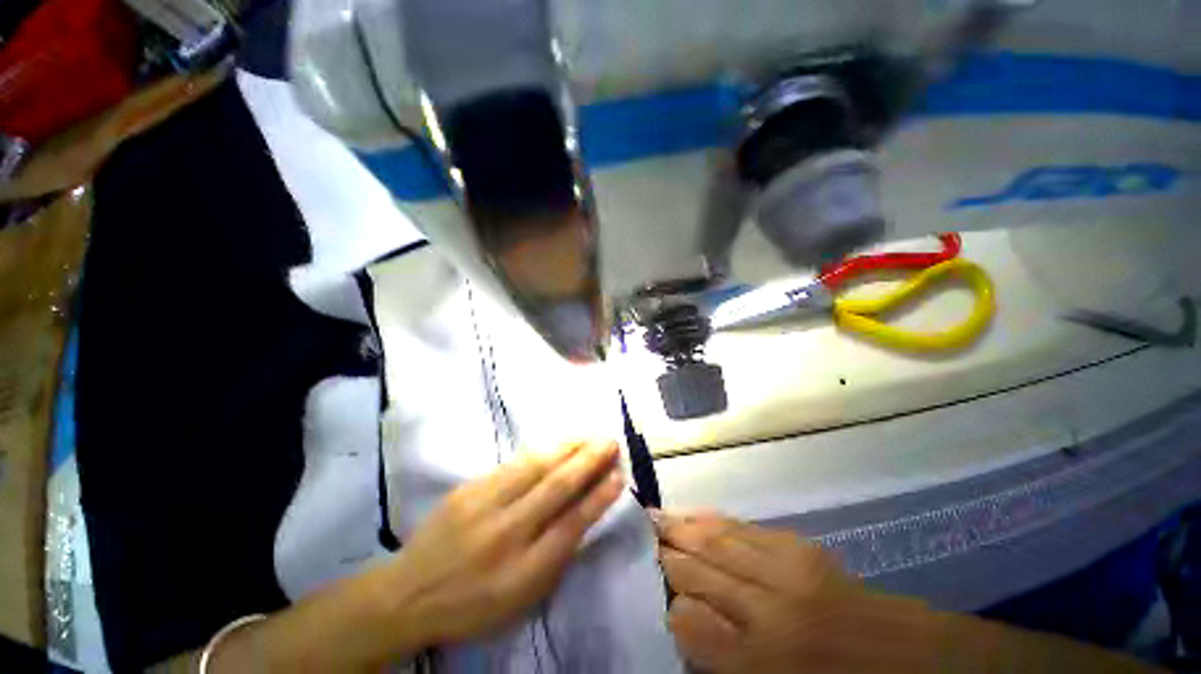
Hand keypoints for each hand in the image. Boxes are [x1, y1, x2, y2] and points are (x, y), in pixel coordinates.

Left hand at [387, 440, 624, 648]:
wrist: (407, 594)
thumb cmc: (473, 605)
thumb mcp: (521, 600)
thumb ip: (555, 558)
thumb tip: (584, 514)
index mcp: (522, 571)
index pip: (571, 525)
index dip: (598, 497)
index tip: (619, 475)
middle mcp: (506, 533)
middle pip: (556, 488)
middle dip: (589, 461)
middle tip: (611, 442)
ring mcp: (483, 505)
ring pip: (535, 468)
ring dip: (567, 448)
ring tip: (589, 436)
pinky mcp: (468, 488)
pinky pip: (513, 464)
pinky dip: (541, 452)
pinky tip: (556, 444)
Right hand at [652, 511, 939, 673]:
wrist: (910, 661)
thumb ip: (721, 657)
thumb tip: (682, 618)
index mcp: (761, 663)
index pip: (690, 623)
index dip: (667, 603)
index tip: (650, 589)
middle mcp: (767, 612)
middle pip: (699, 571)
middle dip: (666, 554)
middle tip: (640, 537)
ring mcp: (785, 572)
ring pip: (717, 542)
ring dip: (682, 528)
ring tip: (656, 517)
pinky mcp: (800, 548)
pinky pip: (744, 529)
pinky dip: (714, 521)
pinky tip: (697, 516)